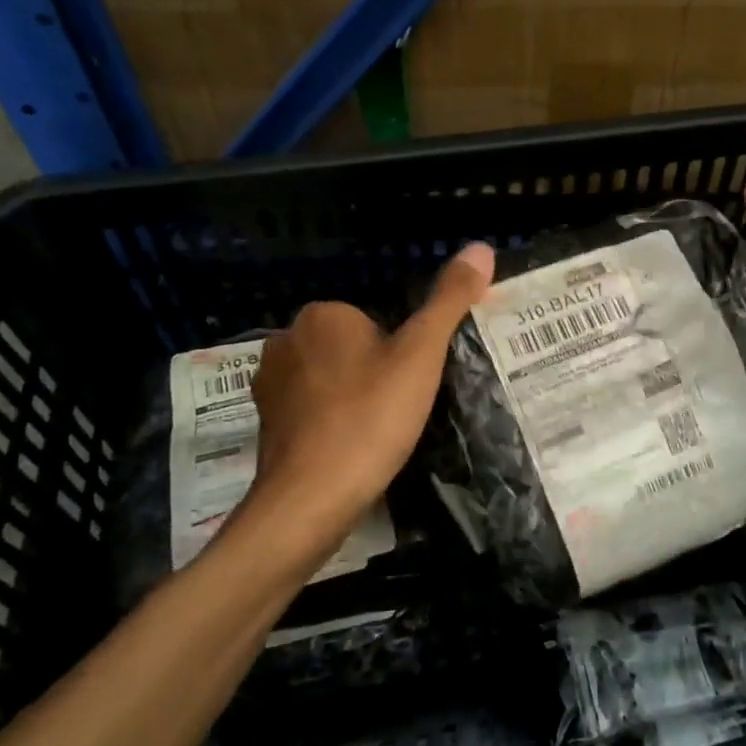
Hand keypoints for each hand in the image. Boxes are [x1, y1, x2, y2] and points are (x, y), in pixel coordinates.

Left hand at [247, 244, 494, 549]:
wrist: (310, 498)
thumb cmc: (370, 418)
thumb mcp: (422, 354)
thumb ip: (450, 300)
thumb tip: (481, 248)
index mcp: (323, 314)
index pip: (373, 320)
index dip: (398, 352)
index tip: (409, 385)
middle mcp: (285, 339)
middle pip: (350, 348)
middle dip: (372, 372)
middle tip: (396, 411)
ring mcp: (269, 384)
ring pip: (328, 379)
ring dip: (349, 398)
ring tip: (374, 433)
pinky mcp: (263, 423)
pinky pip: (308, 410)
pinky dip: (327, 424)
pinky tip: (347, 450)